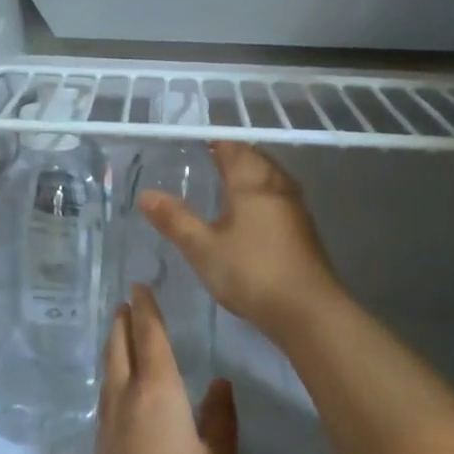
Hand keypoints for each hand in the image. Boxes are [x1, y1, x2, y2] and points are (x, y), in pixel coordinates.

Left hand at [90, 287, 236, 453]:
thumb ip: (220, 418)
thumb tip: (220, 382)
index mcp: (158, 391)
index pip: (150, 338)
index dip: (146, 311)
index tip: (139, 287)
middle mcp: (127, 398)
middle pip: (120, 349)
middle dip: (123, 323)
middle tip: (124, 303)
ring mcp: (108, 424)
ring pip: (108, 371)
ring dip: (113, 347)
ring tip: (117, 335)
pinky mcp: (100, 449)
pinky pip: (105, 396)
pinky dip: (110, 376)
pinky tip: (115, 389)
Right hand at [138, 142, 343, 339]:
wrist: (308, 310)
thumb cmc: (251, 271)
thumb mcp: (203, 248)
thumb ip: (175, 219)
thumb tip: (146, 194)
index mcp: (251, 181)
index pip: (232, 147)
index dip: (214, 142)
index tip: (193, 146)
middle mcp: (277, 184)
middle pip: (254, 158)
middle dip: (232, 156)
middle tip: (205, 163)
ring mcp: (295, 206)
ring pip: (269, 177)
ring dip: (249, 175)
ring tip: (224, 187)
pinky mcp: (304, 228)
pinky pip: (278, 197)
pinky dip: (261, 196)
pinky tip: (248, 216)